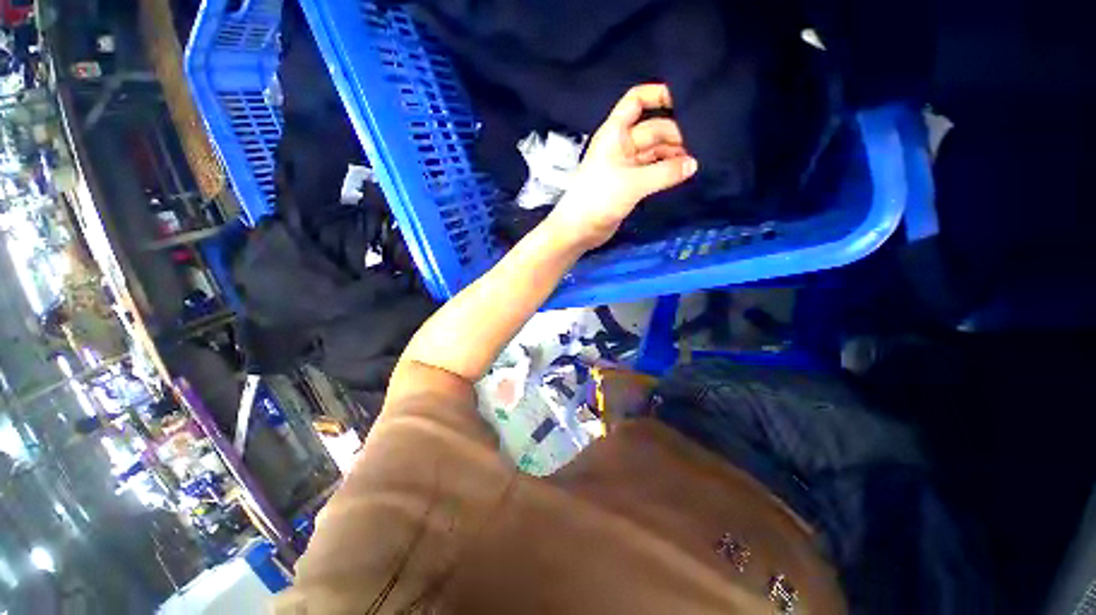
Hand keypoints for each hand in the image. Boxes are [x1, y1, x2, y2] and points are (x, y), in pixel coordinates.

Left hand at [548, 84, 697, 249]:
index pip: (636, 101)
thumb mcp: (633, 182)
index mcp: (615, 133)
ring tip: (695, 163)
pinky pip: (651, 171)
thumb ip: (665, 173)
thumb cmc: (599, 198)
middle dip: (674, 134)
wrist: (578, 229)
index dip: (657, 94)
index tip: (684, 101)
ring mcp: (625, 166)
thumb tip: (693, 165)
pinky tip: (682, 175)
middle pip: (652, 129)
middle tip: (701, 146)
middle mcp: (621, 145)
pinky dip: (665, 172)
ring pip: (654, 152)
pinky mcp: (628, 185)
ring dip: (672, 155)